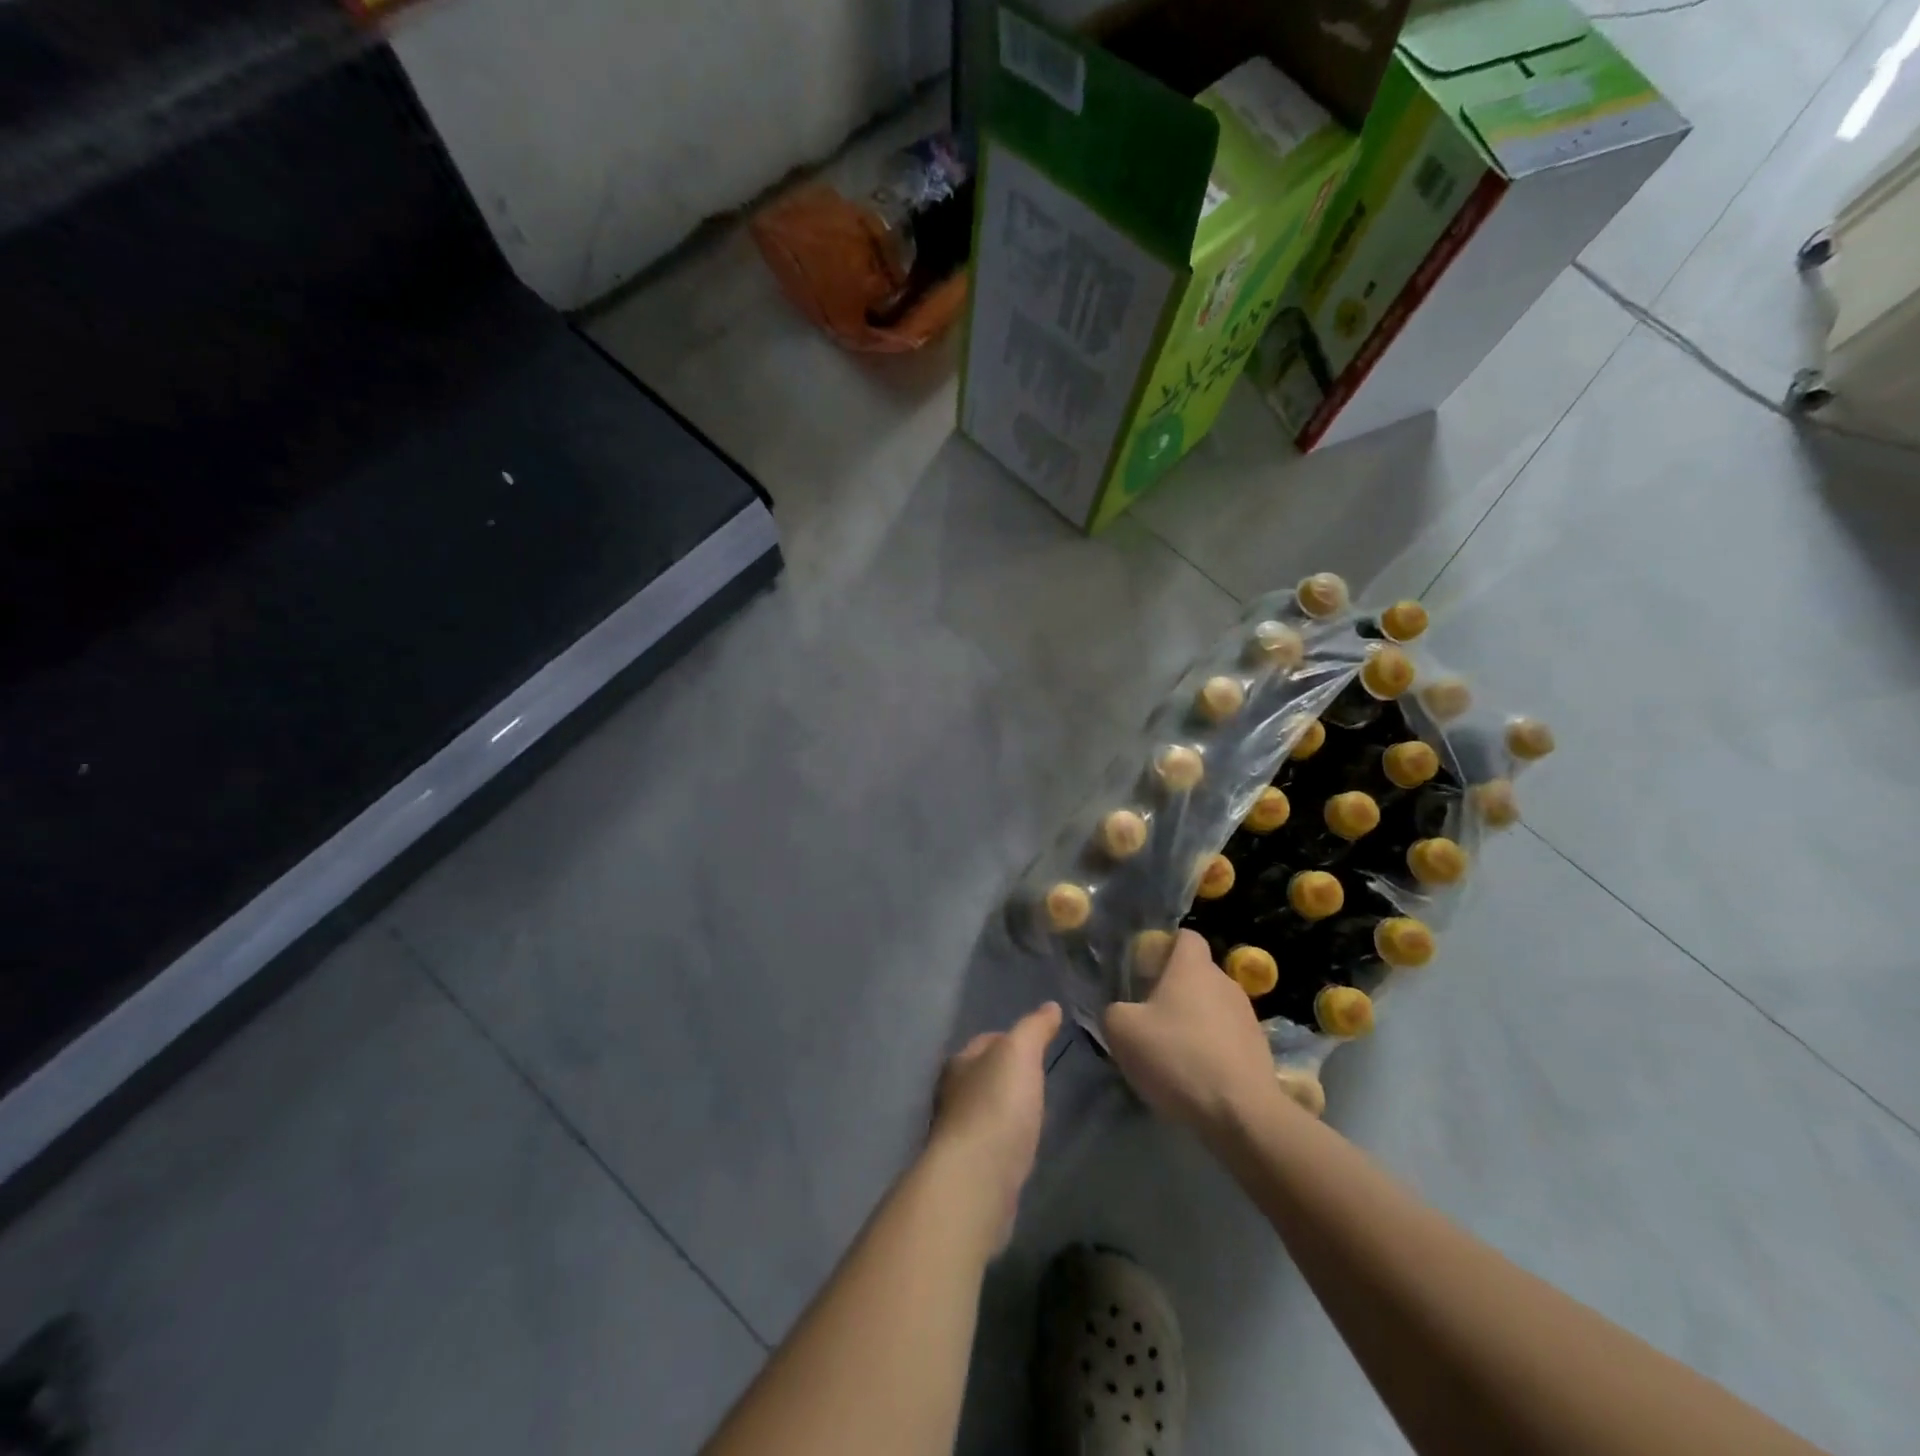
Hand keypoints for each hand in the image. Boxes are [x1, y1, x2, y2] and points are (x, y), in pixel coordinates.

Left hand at [928, 1001, 1060, 1251]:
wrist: (976, 1180)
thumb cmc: (996, 1106)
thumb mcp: (1020, 1053)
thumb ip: (1034, 1028)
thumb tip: (1050, 1006)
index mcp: (960, 1062)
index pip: (986, 1041)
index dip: (1011, 1038)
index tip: (1036, 1045)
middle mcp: (952, 1094)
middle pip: (983, 1075)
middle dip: (1006, 1076)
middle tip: (1038, 1079)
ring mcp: (958, 1134)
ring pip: (985, 1111)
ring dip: (1005, 1110)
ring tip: (1033, 1112)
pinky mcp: (969, 1170)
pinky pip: (991, 1144)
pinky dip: (1005, 1140)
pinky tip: (1021, 1146)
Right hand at [1104, 930, 1278, 1136]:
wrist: (1242, 1114)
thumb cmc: (1178, 1057)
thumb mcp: (1122, 1031)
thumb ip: (1114, 1011)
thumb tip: (1122, 1012)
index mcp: (1193, 967)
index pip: (1185, 936)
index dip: (1164, 947)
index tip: (1144, 970)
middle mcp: (1224, 982)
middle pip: (1196, 973)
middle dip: (1173, 989)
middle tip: (1149, 1016)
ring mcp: (1247, 1016)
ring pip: (1212, 1006)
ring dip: (1193, 1021)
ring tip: (1172, 1052)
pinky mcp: (1259, 1049)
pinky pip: (1226, 1037)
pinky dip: (1210, 1049)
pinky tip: (1195, 1075)